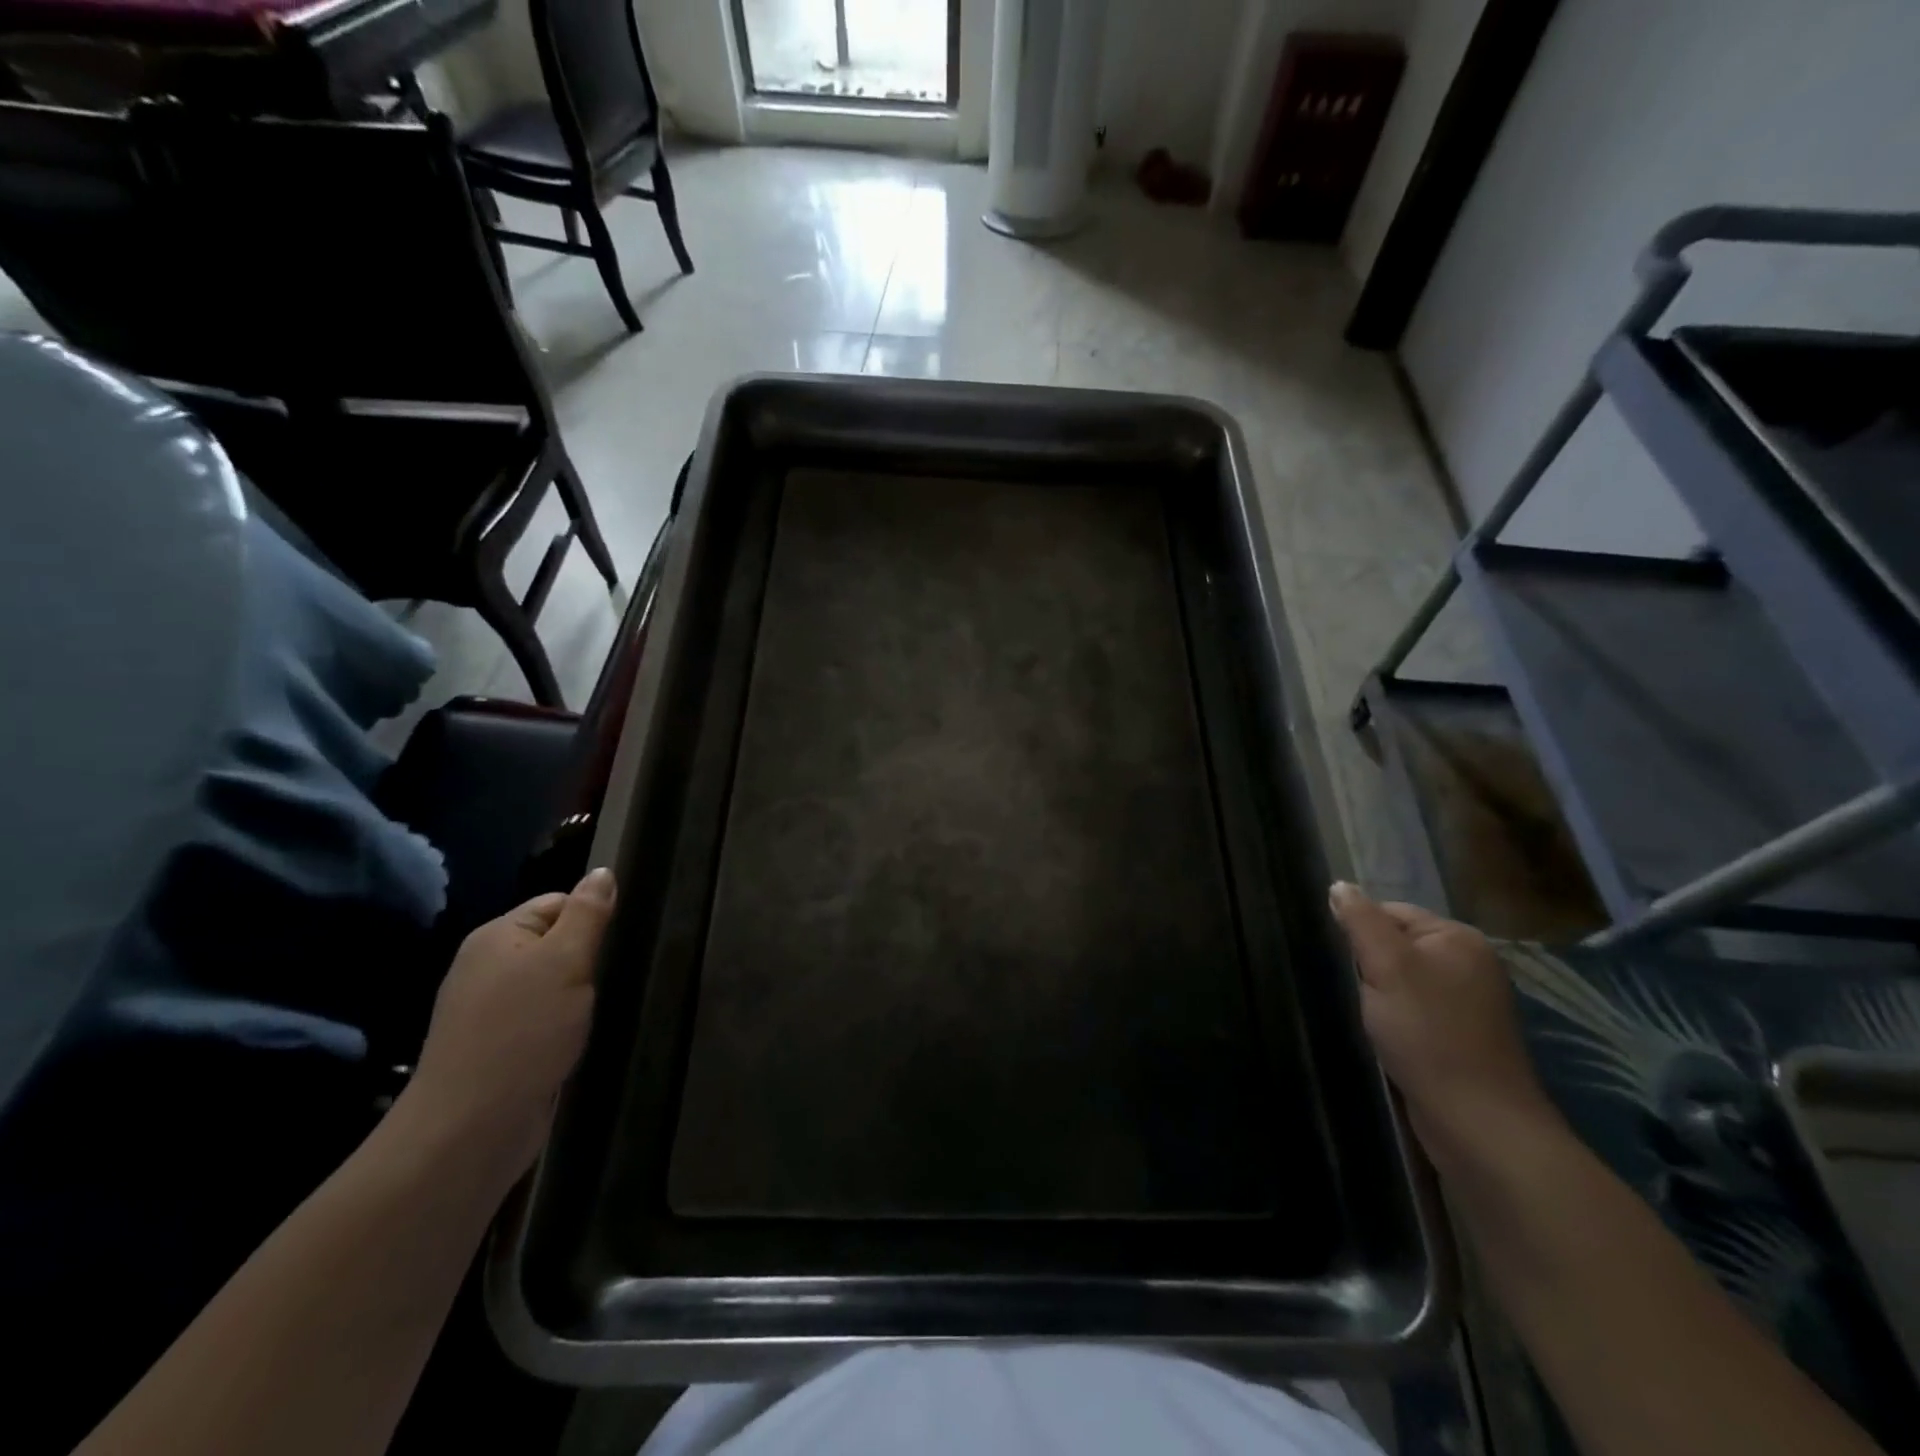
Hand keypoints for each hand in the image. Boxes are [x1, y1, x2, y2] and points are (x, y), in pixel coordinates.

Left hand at [398, 868, 615, 1185]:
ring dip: (577, 995)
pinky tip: (577, 1038)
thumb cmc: (524, 1031)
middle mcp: (486, 966)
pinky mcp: (496, 1048)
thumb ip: (587, 914)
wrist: (471, 1127)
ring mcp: (487, 1011)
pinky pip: (540, 1018)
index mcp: (496, 936)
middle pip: (553, 943)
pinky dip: (562, 1024)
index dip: (590, 918)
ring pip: (550, 984)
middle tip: (612, 978)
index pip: (556, 903)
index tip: (617, 943)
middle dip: (587, 959)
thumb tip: (602, 871)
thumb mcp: (566, 960)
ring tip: (600, 1010)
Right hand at [1328, 882, 1557, 1167]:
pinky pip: (1415, 1011)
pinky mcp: (1462, 1038)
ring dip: (1379, 995)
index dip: (1360, 932)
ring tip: (1366, 1015)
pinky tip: (1385, 1036)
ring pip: (1403, 981)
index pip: (1391, 912)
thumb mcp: (1386, 967)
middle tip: (1354, 991)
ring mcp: (1470, 1004)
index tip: (1344, 962)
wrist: (1477, 1122)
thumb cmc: (1428, 1034)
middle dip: (1369, 965)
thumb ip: (1361, 921)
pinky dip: (1395, 1019)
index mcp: (1458, 939)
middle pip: (1397, 946)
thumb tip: (1339, 886)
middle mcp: (1470, 964)